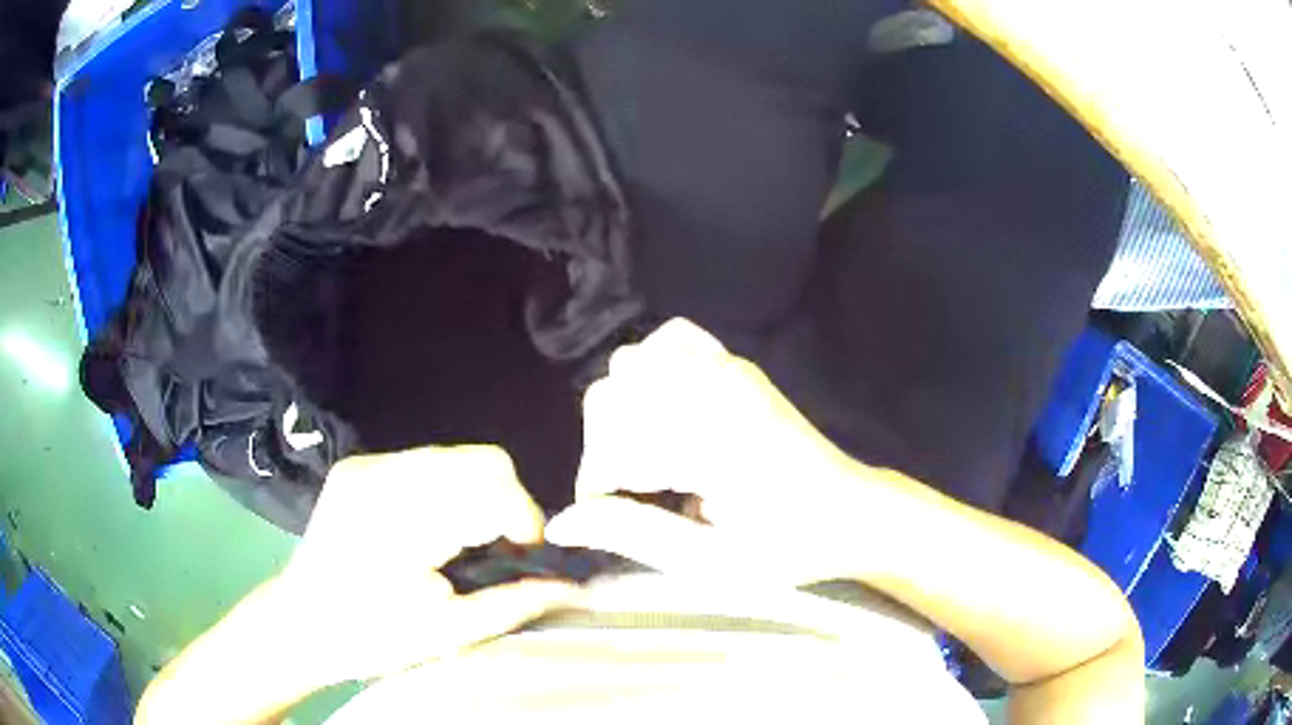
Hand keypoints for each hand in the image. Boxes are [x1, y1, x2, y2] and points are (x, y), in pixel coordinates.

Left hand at [280, 445, 582, 682]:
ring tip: (461, 541)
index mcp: (404, 520)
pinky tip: (429, 528)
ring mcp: (365, 466)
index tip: (523, 557)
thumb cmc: (372, 637)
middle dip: (505, 504)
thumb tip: (575, 587)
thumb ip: (515, 602)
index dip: (524, 519)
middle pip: (481, 460)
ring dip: (475, 495)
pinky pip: (423, 462)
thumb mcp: (448, 631)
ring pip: (455, 456)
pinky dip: (444, 489)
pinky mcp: (356, 467)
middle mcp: (383, 477)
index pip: (493, 485)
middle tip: (497, 551)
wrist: (300, 623)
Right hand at [548, 319, 896, 587]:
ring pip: (634, 361)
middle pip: (613, 391)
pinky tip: (666, 408)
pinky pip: (673, 339)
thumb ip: (633, 536)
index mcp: (712, 442)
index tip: (606, 514)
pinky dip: (653, 368)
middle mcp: (716, 390)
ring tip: (648, 454)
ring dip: (624, 409)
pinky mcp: (739, 365)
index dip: (595, 481)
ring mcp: (730, 368)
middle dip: (604, 444)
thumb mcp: (710, 562)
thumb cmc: (788, 547)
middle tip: (631, 492)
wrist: (851, 513)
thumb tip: (561, 523)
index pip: (612, 440)